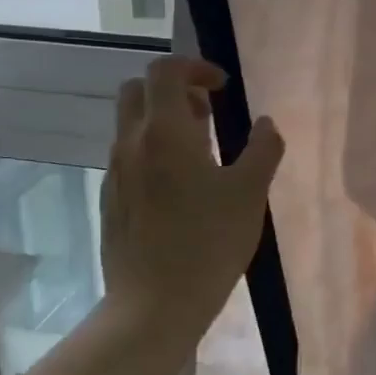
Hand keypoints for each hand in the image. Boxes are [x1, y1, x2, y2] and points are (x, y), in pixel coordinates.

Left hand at [100, 57, 284, 347]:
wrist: (153, 307)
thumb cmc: (208, 243)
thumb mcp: (251, 193)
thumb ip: (263, 149)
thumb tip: (266, 124)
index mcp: (164, 132)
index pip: (165, 70)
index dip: (195, 67)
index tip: (223, 89)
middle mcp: (131, 144)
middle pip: (138, 90)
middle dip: (173, 89)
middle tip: (207, 113)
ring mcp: (115, 174)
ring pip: (130, 124)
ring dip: (162, 121)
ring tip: (201, 152)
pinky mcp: (110, 201)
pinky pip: (128, 156)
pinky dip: (152, 151)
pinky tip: (180, 188)